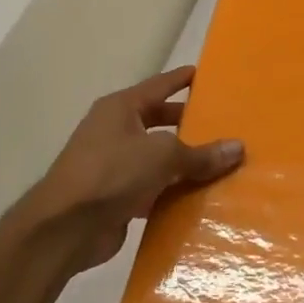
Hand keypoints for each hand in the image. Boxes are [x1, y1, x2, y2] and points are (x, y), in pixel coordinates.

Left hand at [18, 67, 243, 273]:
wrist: (65, 228)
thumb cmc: (112, 174)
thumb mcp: (163, 156)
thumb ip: (201, 153)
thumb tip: (238, 147)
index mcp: (120, 109)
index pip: (158, 86)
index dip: (180, 79)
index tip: (202, 74)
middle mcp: (115, 132)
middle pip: (158, 122)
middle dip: (187, 124)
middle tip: (220, 124)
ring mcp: (113, 165)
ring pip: (157, 158)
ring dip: (183, 163)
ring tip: (220, 162)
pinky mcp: (116, 197)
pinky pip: (153, 188)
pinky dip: (173, 192)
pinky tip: (200, 198)